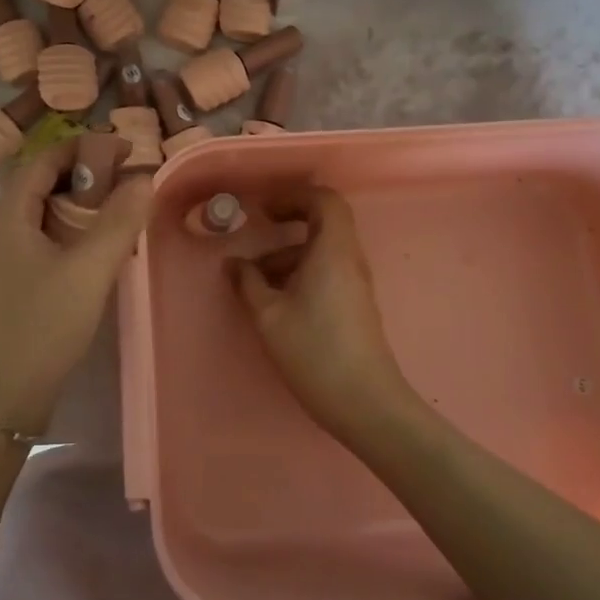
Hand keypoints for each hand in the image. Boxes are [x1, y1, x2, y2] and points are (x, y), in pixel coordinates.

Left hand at [0, 142, 152, 434]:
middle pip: (45, 180)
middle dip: (89, 173)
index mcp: (7, 212)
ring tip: (124, 210)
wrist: (1, 398)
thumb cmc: (41, 326)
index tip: (130, 151)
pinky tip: (102, 247)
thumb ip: (119, 220)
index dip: (88, 147)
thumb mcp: (88, 270)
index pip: (47, 158)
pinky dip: (74, 228)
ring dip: (84, 203)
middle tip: (132, 180)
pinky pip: (45, 235)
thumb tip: (145, 177)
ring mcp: (2, 253)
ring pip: (46, 209)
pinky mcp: (12, 276)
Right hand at [227, 187, 413, 439]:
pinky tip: (275, 300)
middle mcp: (349, 259)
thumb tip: (233, 264)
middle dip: (290, 220)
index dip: (293, 196)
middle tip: (260, 228)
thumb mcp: (269, 316)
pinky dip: (301, 272)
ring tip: (255, 279)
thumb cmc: (314, 351)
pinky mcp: (355, 305)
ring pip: (323, 250)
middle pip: (325, 222)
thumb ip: (248, 284)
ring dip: (289, 253)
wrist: (365, 403)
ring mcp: (355, 283)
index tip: (264, 209)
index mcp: (333, 250)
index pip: (324, 200)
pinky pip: (327, 271)